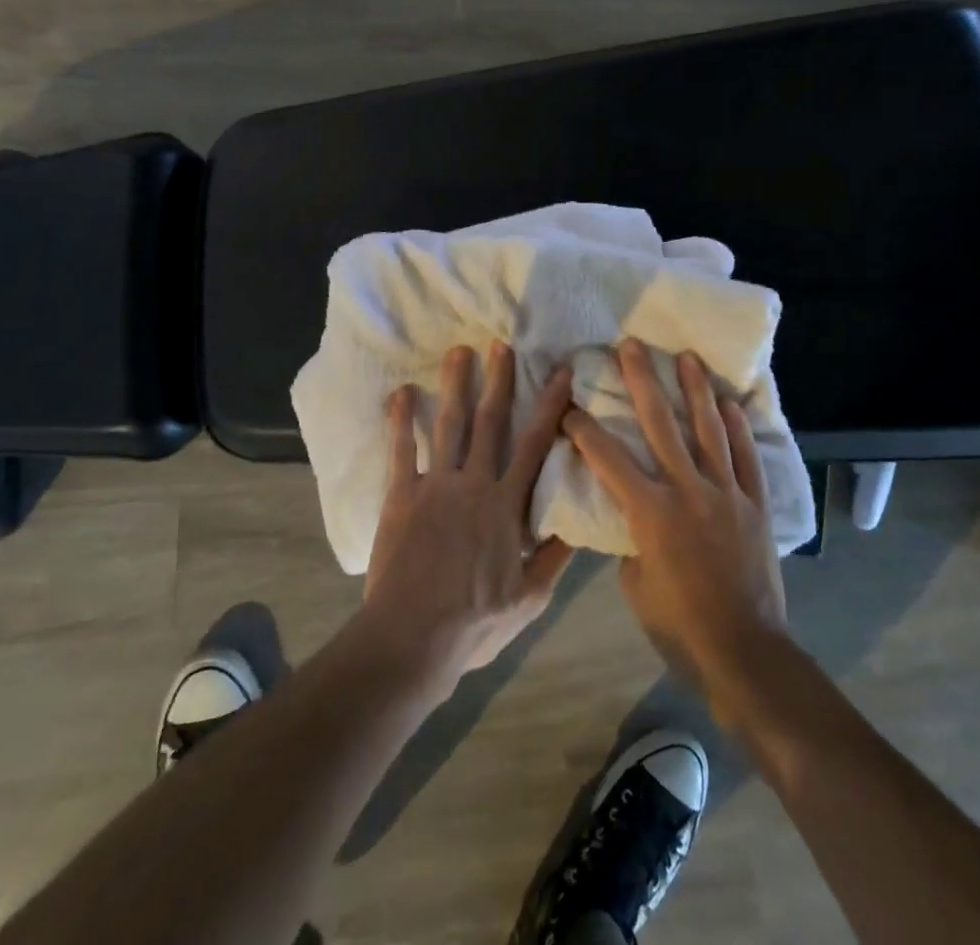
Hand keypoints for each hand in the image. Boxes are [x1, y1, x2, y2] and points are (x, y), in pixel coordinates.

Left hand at [362, 343, 574, 693]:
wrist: (412, 636)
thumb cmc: (475, 621)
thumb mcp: (530, 598)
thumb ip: (555, 557)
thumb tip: (579, 524)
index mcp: (506, 504)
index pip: (534, 445)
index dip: (550, 407)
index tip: (561, 373)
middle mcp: (473, 483)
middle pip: (490, 422)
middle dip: (499, 380)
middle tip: (501, 344)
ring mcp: (435, 485)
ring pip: (449, 425)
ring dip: (455, 386)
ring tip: (459, 352)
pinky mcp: (401, 495)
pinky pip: (401, 450)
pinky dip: (400, 420)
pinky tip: (400, 392)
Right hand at [563, 340, 786, 706]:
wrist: (745, 653)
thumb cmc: (679, 625)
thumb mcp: (636, 584)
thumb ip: (632, 540)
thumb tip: (635, 517)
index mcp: (650, 511)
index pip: (607, 457)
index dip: (584, 428)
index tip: (569, 405)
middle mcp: (687, 490)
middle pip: (660, 424)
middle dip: (642, 380)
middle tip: (630, 346)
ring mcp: (725, 493)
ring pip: (708, 429)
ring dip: (695, 389)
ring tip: (686, 356)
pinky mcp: (754, 504)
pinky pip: (746, 457)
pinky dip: (738, 428)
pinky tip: (730, 403)